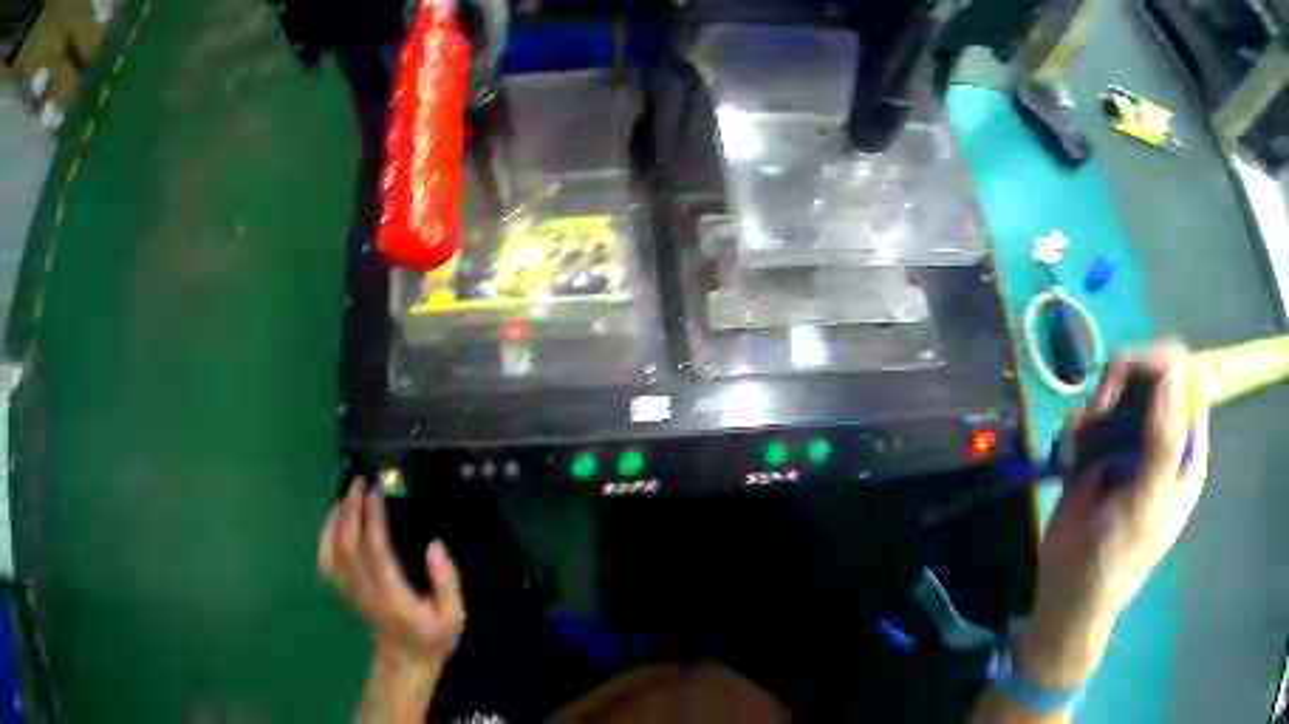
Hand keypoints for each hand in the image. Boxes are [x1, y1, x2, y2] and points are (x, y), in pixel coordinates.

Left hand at [318, 480, 465, 668]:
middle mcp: (366, 592)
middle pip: (348, 545)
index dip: (373, 520)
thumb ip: (446, 583)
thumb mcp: (453, 616)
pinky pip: (325, 561)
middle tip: (359, 483)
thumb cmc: (433, 636)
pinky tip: (333, 520)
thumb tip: (435, 546)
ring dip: (336, 519)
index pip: (376, 552)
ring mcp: (350, 592)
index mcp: (393, 597)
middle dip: (351, 510)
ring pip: (332, 551)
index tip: (376, 493)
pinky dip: (324, 536)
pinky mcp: (343, 591)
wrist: (406, 658)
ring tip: (347, 495)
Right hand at [1024, 342, 1211, 685]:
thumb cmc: (1116, 560)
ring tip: (1082, 435)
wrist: (1068, 595)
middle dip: (1127, 379)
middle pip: (1153, 375)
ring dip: (1099, 400)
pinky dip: (1079, 422)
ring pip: (1121, 387)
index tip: (1131, 379)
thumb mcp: (1146, 506)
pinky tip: (1069, 448)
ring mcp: (1131, 443)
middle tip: (1101, 407)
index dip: (1164, 367)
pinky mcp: (1100, 450)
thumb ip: (1164, 443)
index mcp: (1185, 452)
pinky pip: (1092, 414)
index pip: (1188, 382)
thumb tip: (1173, 372)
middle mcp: (1162, 439)